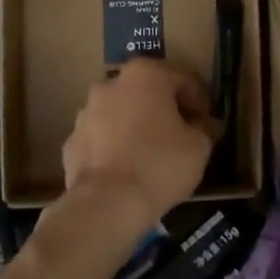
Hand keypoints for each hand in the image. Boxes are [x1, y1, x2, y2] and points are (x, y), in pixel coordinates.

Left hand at [61, 58, 217, 232]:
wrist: (107, 203)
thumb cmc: (160, 164)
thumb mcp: (199, 146)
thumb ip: (204, 127)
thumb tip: (202, 124)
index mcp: (145, 75)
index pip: (183, 79)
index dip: (200, 101)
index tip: (207, 122)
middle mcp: (111, 84)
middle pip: (147, 92)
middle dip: (165, 109)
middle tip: (181, 134)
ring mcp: (86, 112)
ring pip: (120, 113)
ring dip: (136, 126)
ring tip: (152, 154)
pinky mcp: (72, 141)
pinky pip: (101, 138)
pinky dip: (114, 147)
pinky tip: (127, 169)